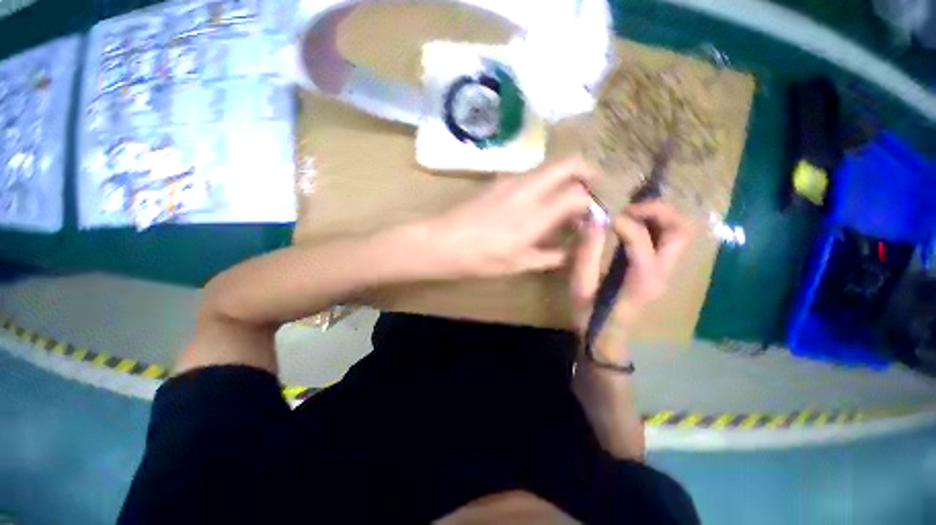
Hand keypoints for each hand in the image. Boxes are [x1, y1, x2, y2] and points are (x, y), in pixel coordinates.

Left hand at [425, 158, 596, 278]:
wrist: (443, 242)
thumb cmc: (481, 258)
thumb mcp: (518, 265)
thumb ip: (549, 257)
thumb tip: (568, 252)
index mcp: (536, 214)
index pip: (578, 194)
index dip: (590, 203)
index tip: (590, 216)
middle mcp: (528, 189)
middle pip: (568, 163)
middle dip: (586, 171)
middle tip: (590, 188)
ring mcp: (511, 181)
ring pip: (548, 166)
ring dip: (563, 176)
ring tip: (561, 198)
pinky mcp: (497, 181)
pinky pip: (530, 174)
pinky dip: (543, 181)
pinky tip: (534, 201)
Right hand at [570, 201, 692, 337]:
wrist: (606, 336)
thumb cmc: (590, 314)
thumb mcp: (581, 285)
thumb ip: (587, 252)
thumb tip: (593, 219)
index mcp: (641, 280)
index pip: (641, 239)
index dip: (622, 222)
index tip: (602, 217)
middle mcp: (662, 274)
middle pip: (680, 230)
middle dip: (658, 210)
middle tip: (629, 208)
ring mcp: (666, 272)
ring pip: (680, 232)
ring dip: (660, 215)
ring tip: (631, 212)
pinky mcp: (660, 271)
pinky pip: (668, 239)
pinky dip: (656, 224)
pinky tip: (633, 224)